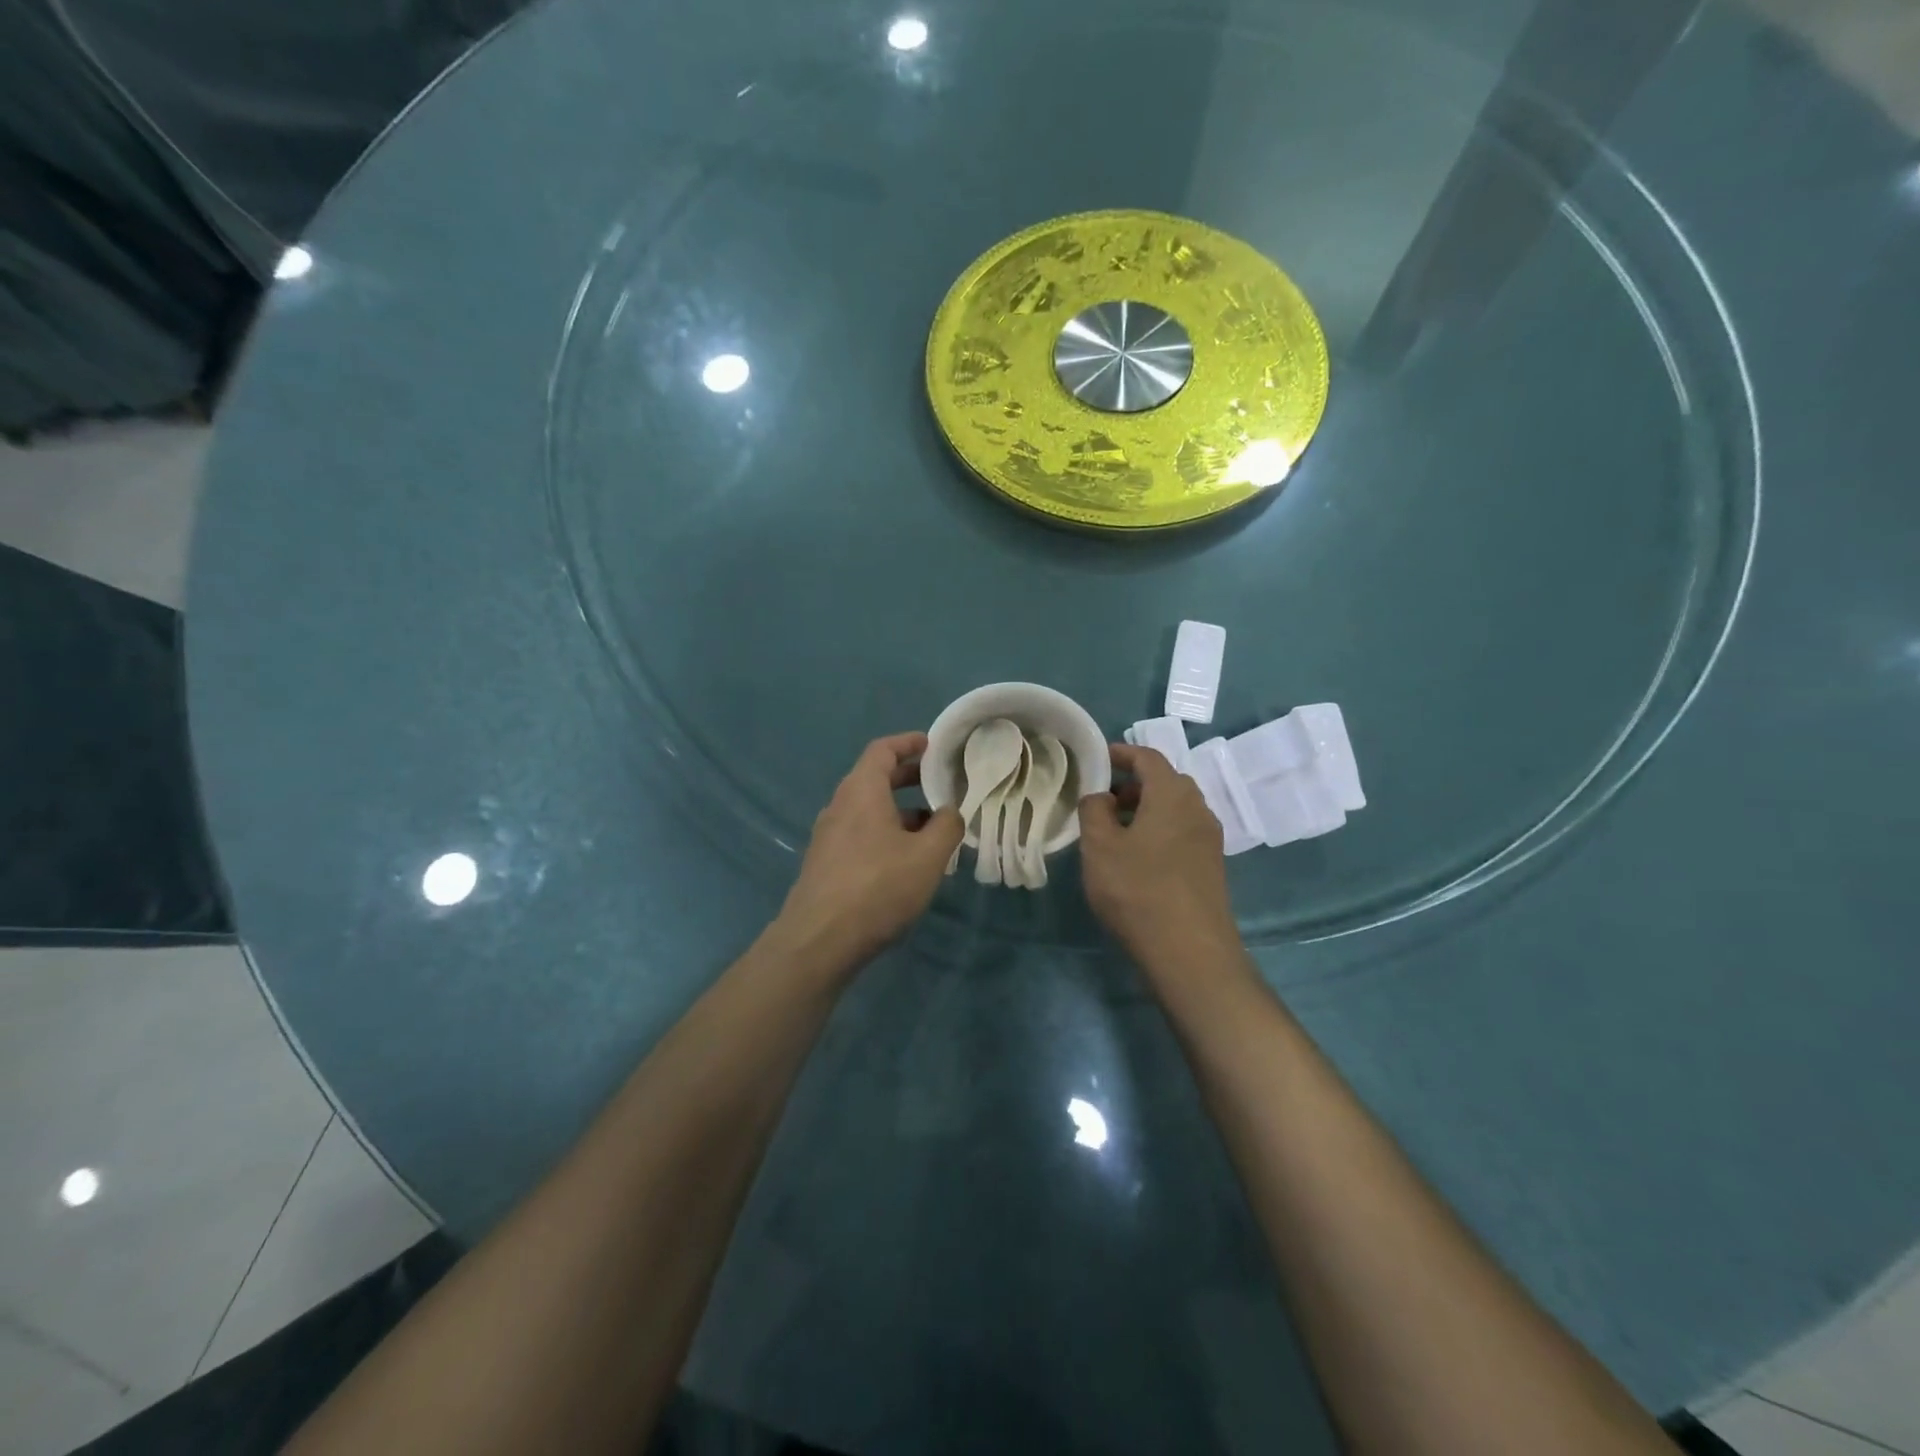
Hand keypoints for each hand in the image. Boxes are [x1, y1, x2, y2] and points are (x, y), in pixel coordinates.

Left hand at [777, 733, 963, 969]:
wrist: (819, 940)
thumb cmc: (878, 887)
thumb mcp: (928, 857)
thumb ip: (947, 827)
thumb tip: (950, 812)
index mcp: (861, 791)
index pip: (882, 750)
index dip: (908, 743)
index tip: (932, 746)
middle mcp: (840, 806)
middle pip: (874, 778)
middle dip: (908, 778)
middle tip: (940, 785)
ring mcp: (828, 836)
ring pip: (868, 810)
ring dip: (900, 812)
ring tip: (932, 830)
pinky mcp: (825, 863)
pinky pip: (860, 834)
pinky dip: (885, 834)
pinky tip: (906, 861)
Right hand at [1079, 744, 1237, 965]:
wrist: (1189, 951)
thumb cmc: (1137, 889)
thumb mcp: (1099, 846)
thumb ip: (1094, 810)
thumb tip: (1101, 795)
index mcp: (1172, 794)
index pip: (1148, 757)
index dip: (1122, 753)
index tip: (1098, 759)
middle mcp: (1198, 809)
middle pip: (1166, 782)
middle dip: (1134, 784)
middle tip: (1104, 799)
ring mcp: (1210, 839)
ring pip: (1176, 809)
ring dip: (1147, 809)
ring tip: (1116, 830)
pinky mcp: (1212, 867)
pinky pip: (1183, 833)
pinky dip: (1160, 831)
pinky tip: (1139, 858)